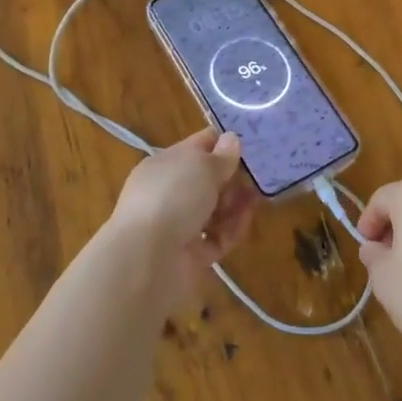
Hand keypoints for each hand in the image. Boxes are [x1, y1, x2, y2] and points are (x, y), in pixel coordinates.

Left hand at [107, 130, 258, 309]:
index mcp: (165, 164)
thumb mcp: (202, 166)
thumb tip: (231, 139)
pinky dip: (231, 230)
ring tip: (253, 201)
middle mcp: (169, 193)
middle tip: (255, 178)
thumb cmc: (173, 198)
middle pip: (208, 180)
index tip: (252, 145)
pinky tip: (244, 223)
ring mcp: (178, 225)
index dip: (224, 143)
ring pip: (215, 210)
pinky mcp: (190, 255)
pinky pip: (217, 238)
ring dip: (235, 205)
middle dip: (233, 178)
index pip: (198, 146)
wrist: (146, 260)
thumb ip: (222, 155)